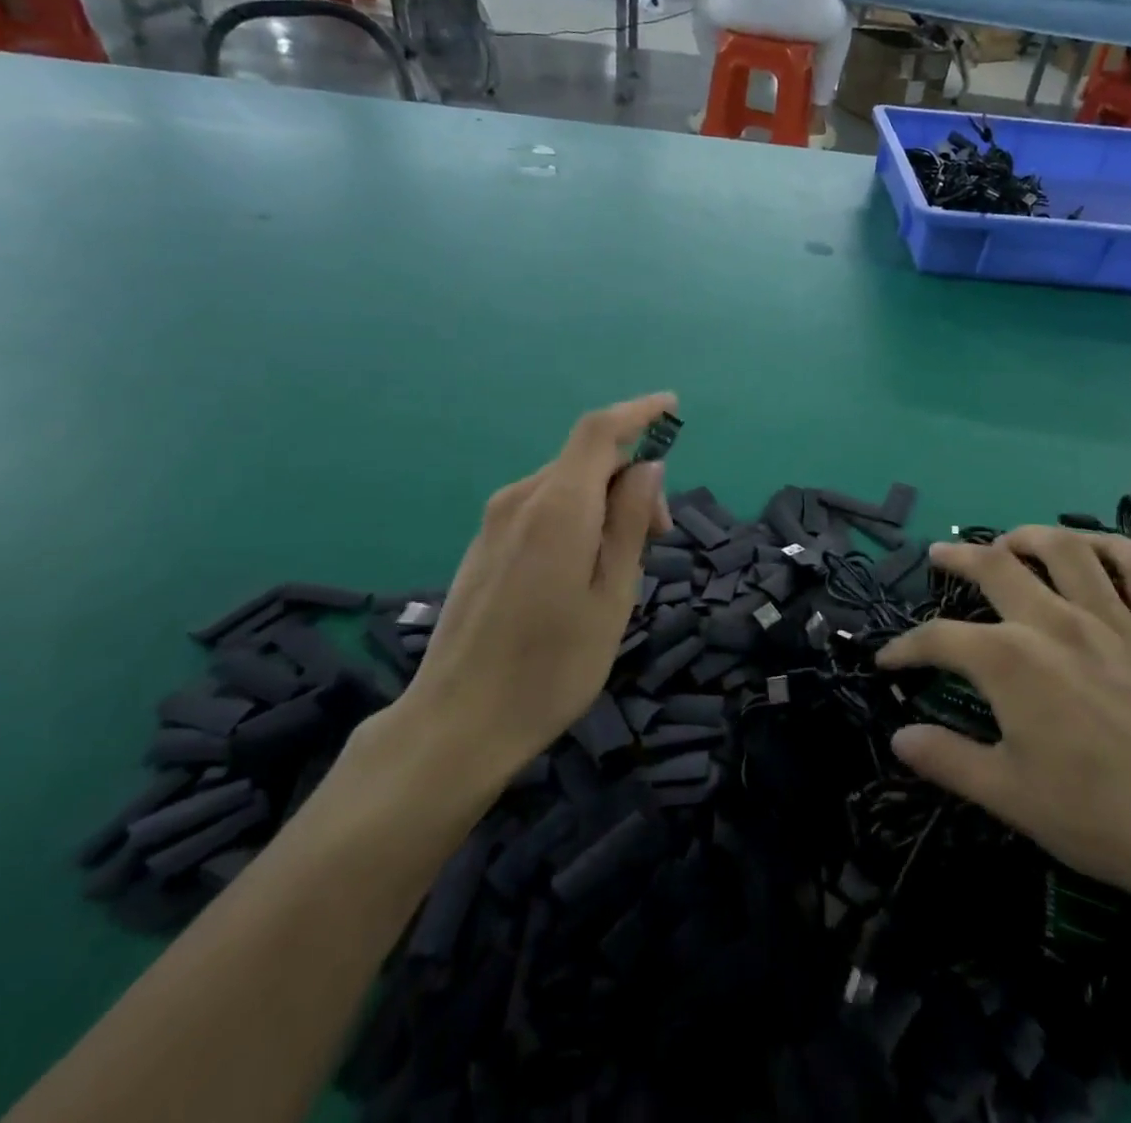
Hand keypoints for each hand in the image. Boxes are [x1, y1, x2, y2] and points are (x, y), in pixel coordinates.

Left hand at [399, 394, 674, 779]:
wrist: (457, 722)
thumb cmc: (552, 666)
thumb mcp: (613, 595)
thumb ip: (631, 522)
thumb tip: (647, 467)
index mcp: (557, 506)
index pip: (600, 431)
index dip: (638, 412)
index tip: (673, 408)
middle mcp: (521, 499)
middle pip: (586, 459)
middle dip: (632, 478)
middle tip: (661, 535)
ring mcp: (495, 521)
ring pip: (565, 484)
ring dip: (606, 501)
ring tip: (626, 561)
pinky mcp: (484, 543)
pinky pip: (542, 507)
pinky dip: (577, 516)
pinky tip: (584, 567)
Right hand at [877, 527, 1130, 937]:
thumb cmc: (1101, 818)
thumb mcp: (1009, 795)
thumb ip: (948, 759)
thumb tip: (899, 738)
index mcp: (1010, 661)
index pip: (940, 639)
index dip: (907, 646)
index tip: (888, 659)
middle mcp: (1056, 622)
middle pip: (996, 568)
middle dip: (959, 558)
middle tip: (940, 556)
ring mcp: (1116, 620)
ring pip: (1067, 551)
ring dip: (1030, 536)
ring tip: (1010, 539)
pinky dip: (1119, 548)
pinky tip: (1098, 548)